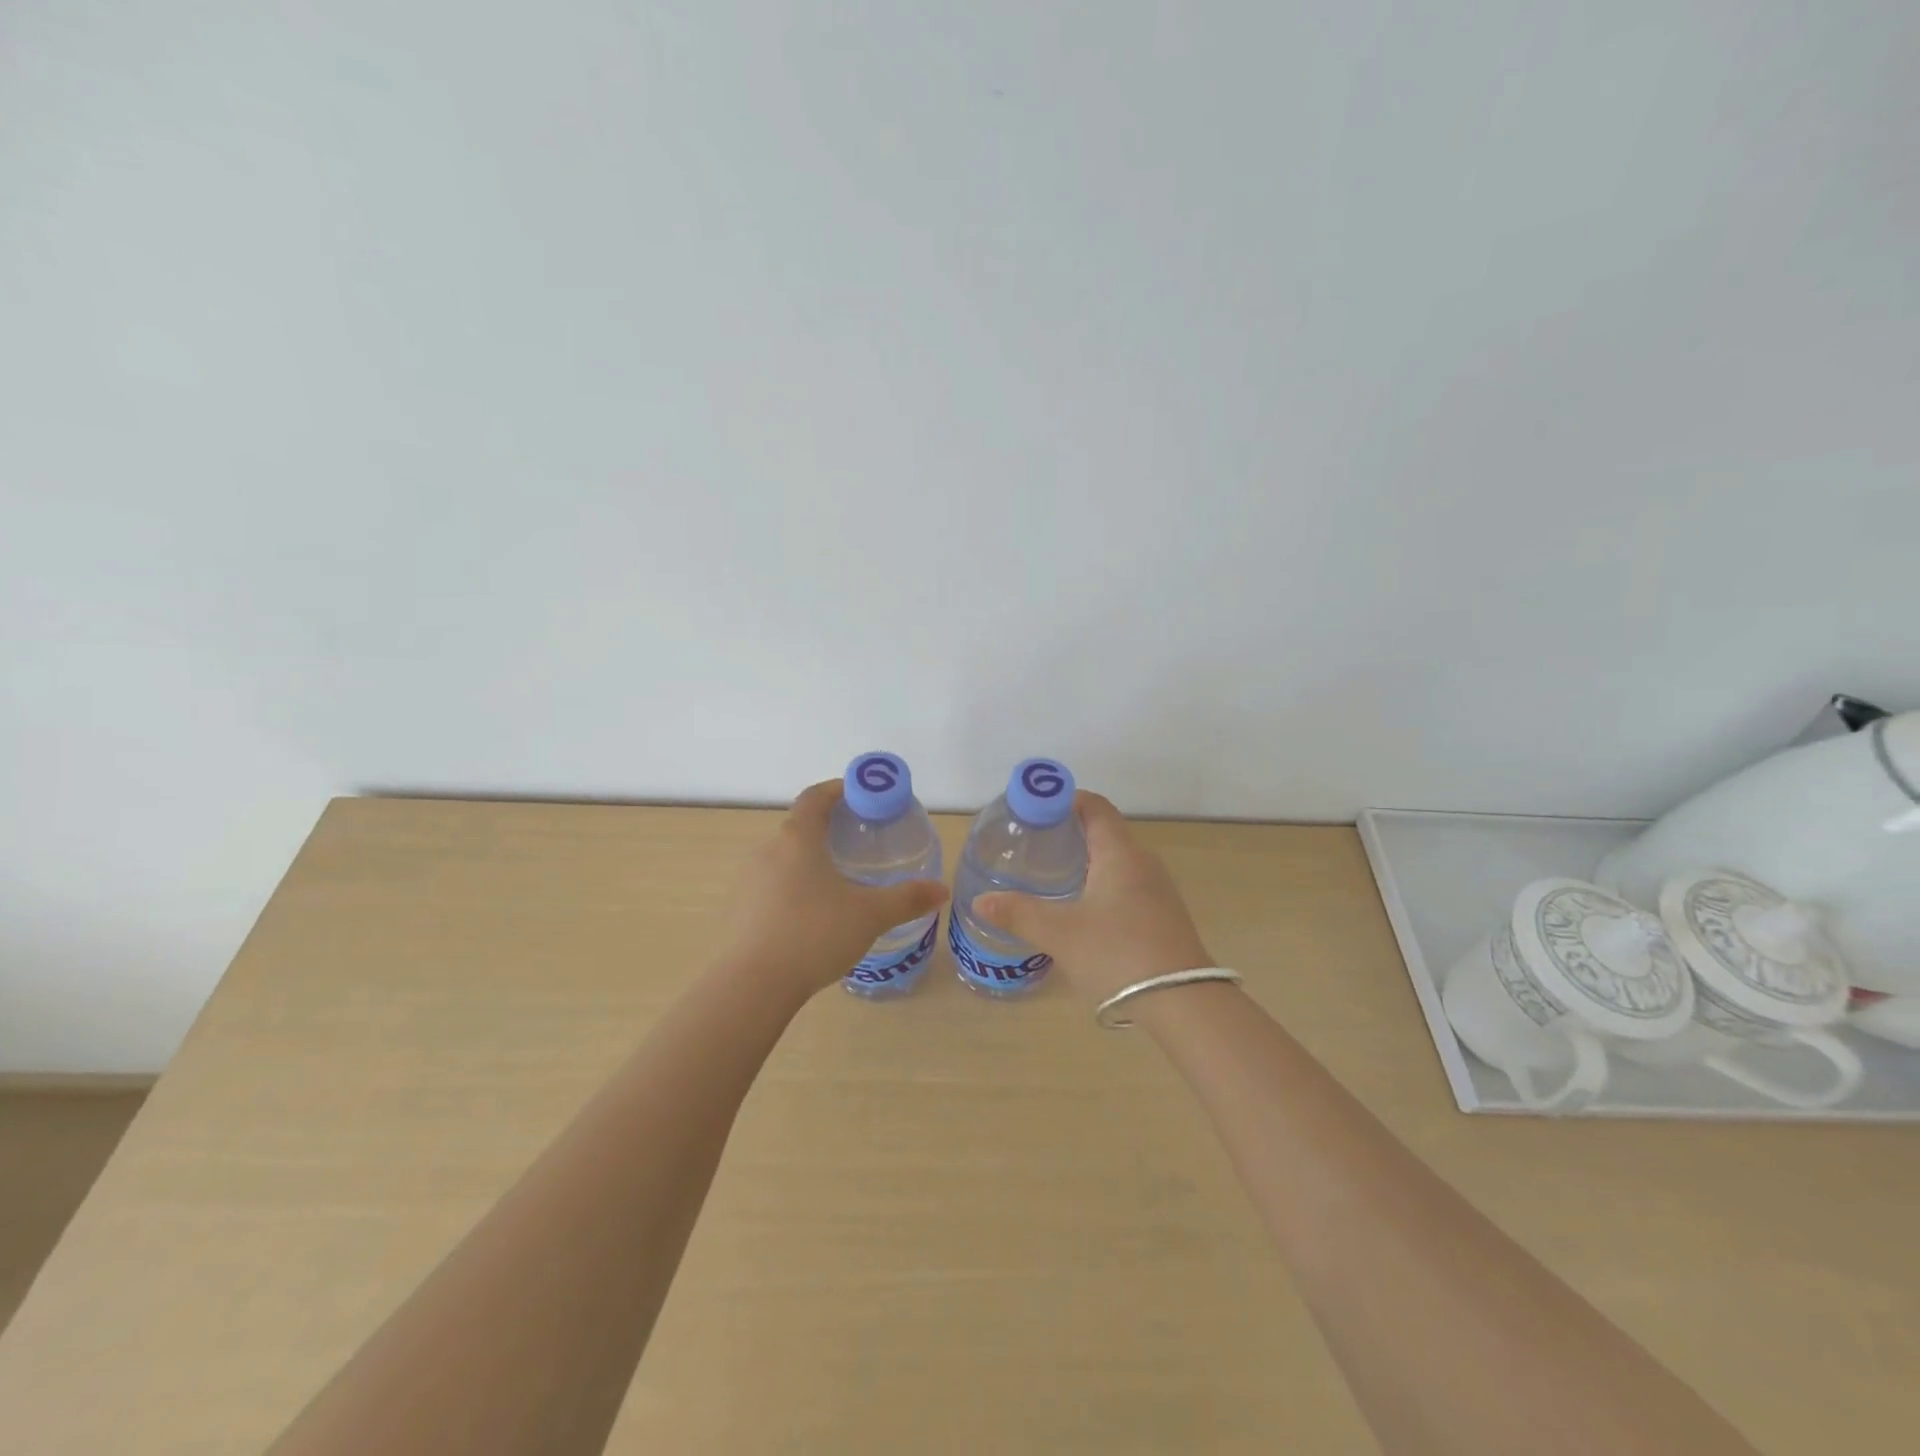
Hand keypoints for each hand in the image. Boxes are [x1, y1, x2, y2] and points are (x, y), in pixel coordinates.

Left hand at [720, 780, 949, 997]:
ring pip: (786, 857)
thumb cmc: (814, 934)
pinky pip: (773, 885)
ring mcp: (749, 880)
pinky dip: (796, 886)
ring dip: (812, 859)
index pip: (816, 796)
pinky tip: (814, 915)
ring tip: (842, 880)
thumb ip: (907, 899)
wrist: (752, 986)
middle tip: (862, 842)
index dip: (840, 789)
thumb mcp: (870, 915)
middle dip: (831, 827)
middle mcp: (768, 850)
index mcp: (798, 838)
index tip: (865, 797)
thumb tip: (941, 890)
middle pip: (801, 825)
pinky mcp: (741, 909)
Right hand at [974, 791, 1212, 1006]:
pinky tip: (1082, 911)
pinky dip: (1101, 885)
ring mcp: (1158, 891)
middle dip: (1069, 832)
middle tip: (1033, 844)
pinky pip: (1127, 886)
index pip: (1095, 807)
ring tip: (1051, 876)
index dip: (1065, 800)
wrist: (1184, 1004)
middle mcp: (1143, 863)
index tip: (1034, 809)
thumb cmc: (1118, 954)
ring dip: (1086, 861)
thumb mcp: (1059, 933)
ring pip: (1116, 862)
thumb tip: (981, 900)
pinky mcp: (1163, 917)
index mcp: (1120, 853)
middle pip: (1105, 832)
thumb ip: (1018, 913)